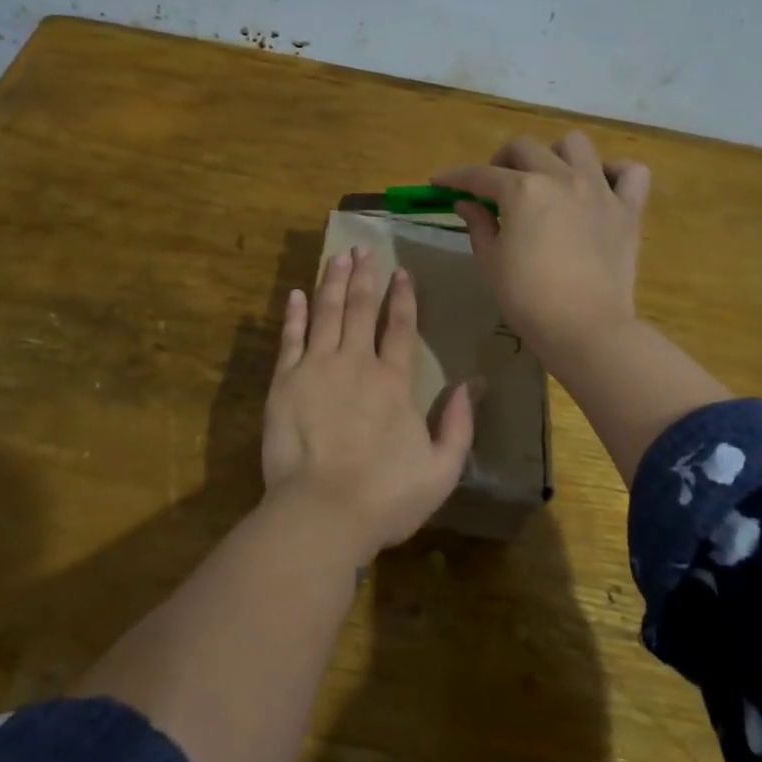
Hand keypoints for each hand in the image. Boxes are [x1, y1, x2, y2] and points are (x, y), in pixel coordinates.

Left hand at [261, 246, 476, 564]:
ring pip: (326, 312)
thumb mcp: (441, 469)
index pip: (400, 327)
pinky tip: (297, 294)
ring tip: (337, 257)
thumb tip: (476, 383)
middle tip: (363, 248)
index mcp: (394, 382)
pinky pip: (290, 338)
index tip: (401, 271)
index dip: (403, 297)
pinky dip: (294, 314)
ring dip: (333, 282)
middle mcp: (356, 363)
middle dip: (364, 276)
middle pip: (361, 308)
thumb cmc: (386, 497)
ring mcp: (317, 368)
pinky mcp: (285, 381)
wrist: (322, 512)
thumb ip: (460, 424)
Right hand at [433, 131, 650, 366]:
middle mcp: (560, 177)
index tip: (440, 183)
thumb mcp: (491, 261)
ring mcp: (598, 189)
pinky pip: (630, 172)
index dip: (454, 177)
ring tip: (547, 179)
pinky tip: (599, 188)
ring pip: (575, 144)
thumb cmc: (528, 298)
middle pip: (524, 148)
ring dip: (554, 155)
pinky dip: (614, 173)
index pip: (479, 175)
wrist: (585, 328)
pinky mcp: (628, 209)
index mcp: (522, 191)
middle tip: (495, 187)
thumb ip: (478, 224)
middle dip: (501, 161)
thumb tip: (466, 203)